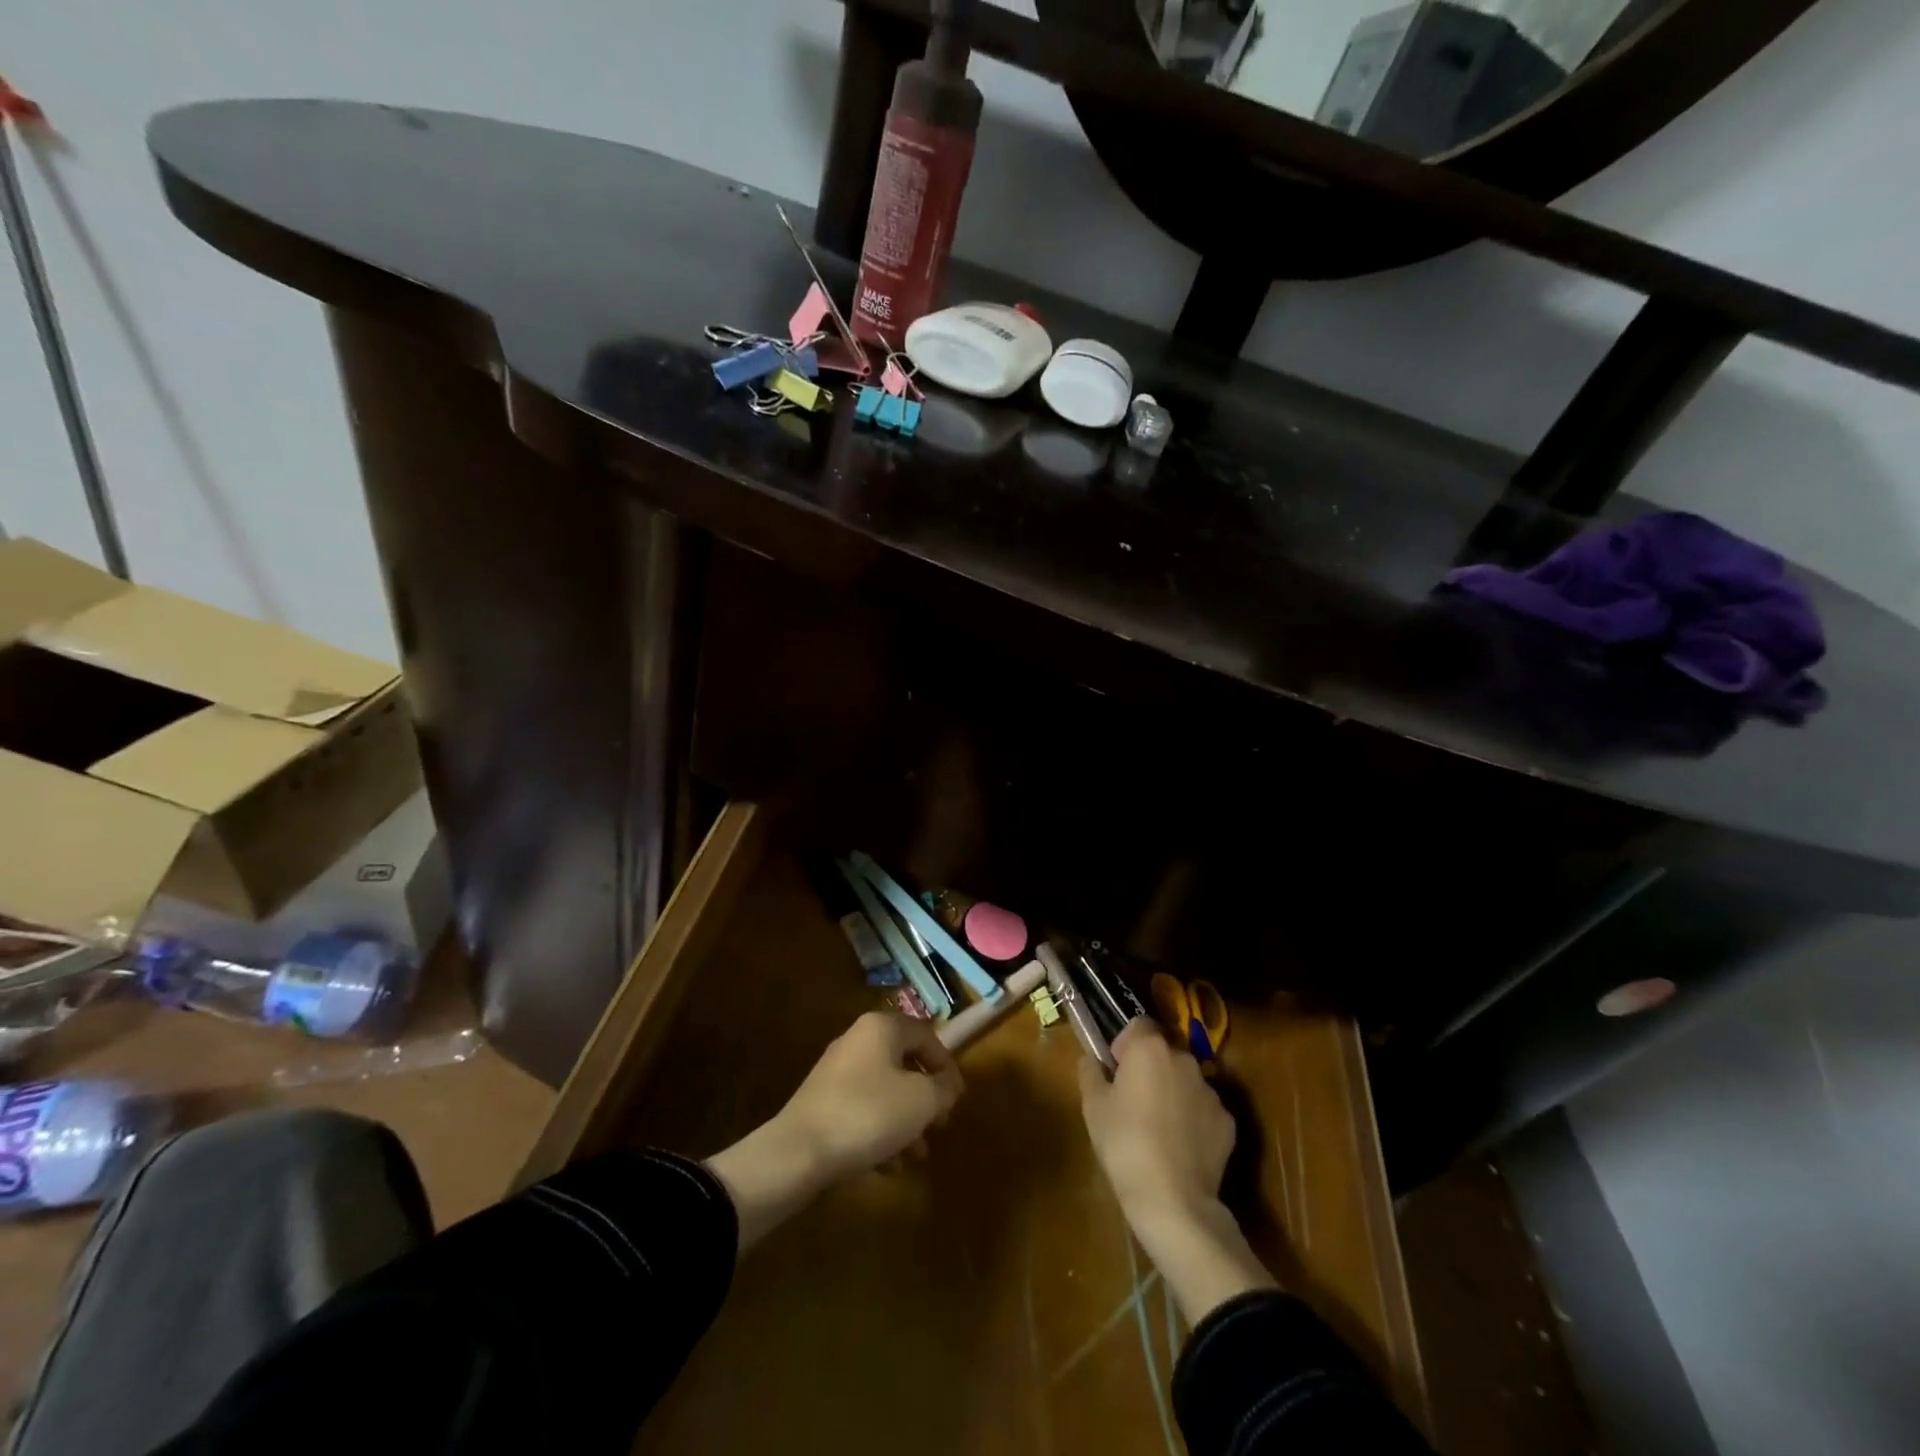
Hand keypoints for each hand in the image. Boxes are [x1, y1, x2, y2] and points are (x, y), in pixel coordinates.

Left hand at [780, 1010, 964, 1181]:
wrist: (799, 1151)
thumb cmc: (870, 1113)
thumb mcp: (922, 1100)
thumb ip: (944, 1088)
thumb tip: (948, 1084)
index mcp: (882, 1028)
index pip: (927, 1035)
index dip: (947, 1065)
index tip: (956, 1099)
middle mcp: (858, 1040)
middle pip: (904, 1063)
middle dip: (926, 1098)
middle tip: (939, 1125)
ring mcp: (837, 1071)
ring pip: (885, 1091)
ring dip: (906, 1121)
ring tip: (917, 1154)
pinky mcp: (823, 1102)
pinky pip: (863, 1110)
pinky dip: (880, 1132)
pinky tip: (889, 1165)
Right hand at [1080, 1019, 1276, 1324]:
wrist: (1173, 1200)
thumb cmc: (1124, 1144)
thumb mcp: (1093, 1107)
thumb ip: (1090, 1072)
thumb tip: (1092, 1059)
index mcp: (1149, 1048)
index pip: (1138, 1025)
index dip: (1124, 1044)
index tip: (1116, 1071)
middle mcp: (1184, 1060)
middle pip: (1163, 1052)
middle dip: (1150, 1068)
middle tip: (1133, 1100)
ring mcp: (1210, 1091)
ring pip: (1185, 1080)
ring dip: (1173, 1091)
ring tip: (1158, 1128)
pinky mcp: (1227, 1121)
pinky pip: (1203, 1109)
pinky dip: (1193, 1119)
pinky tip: (1180, 1147)